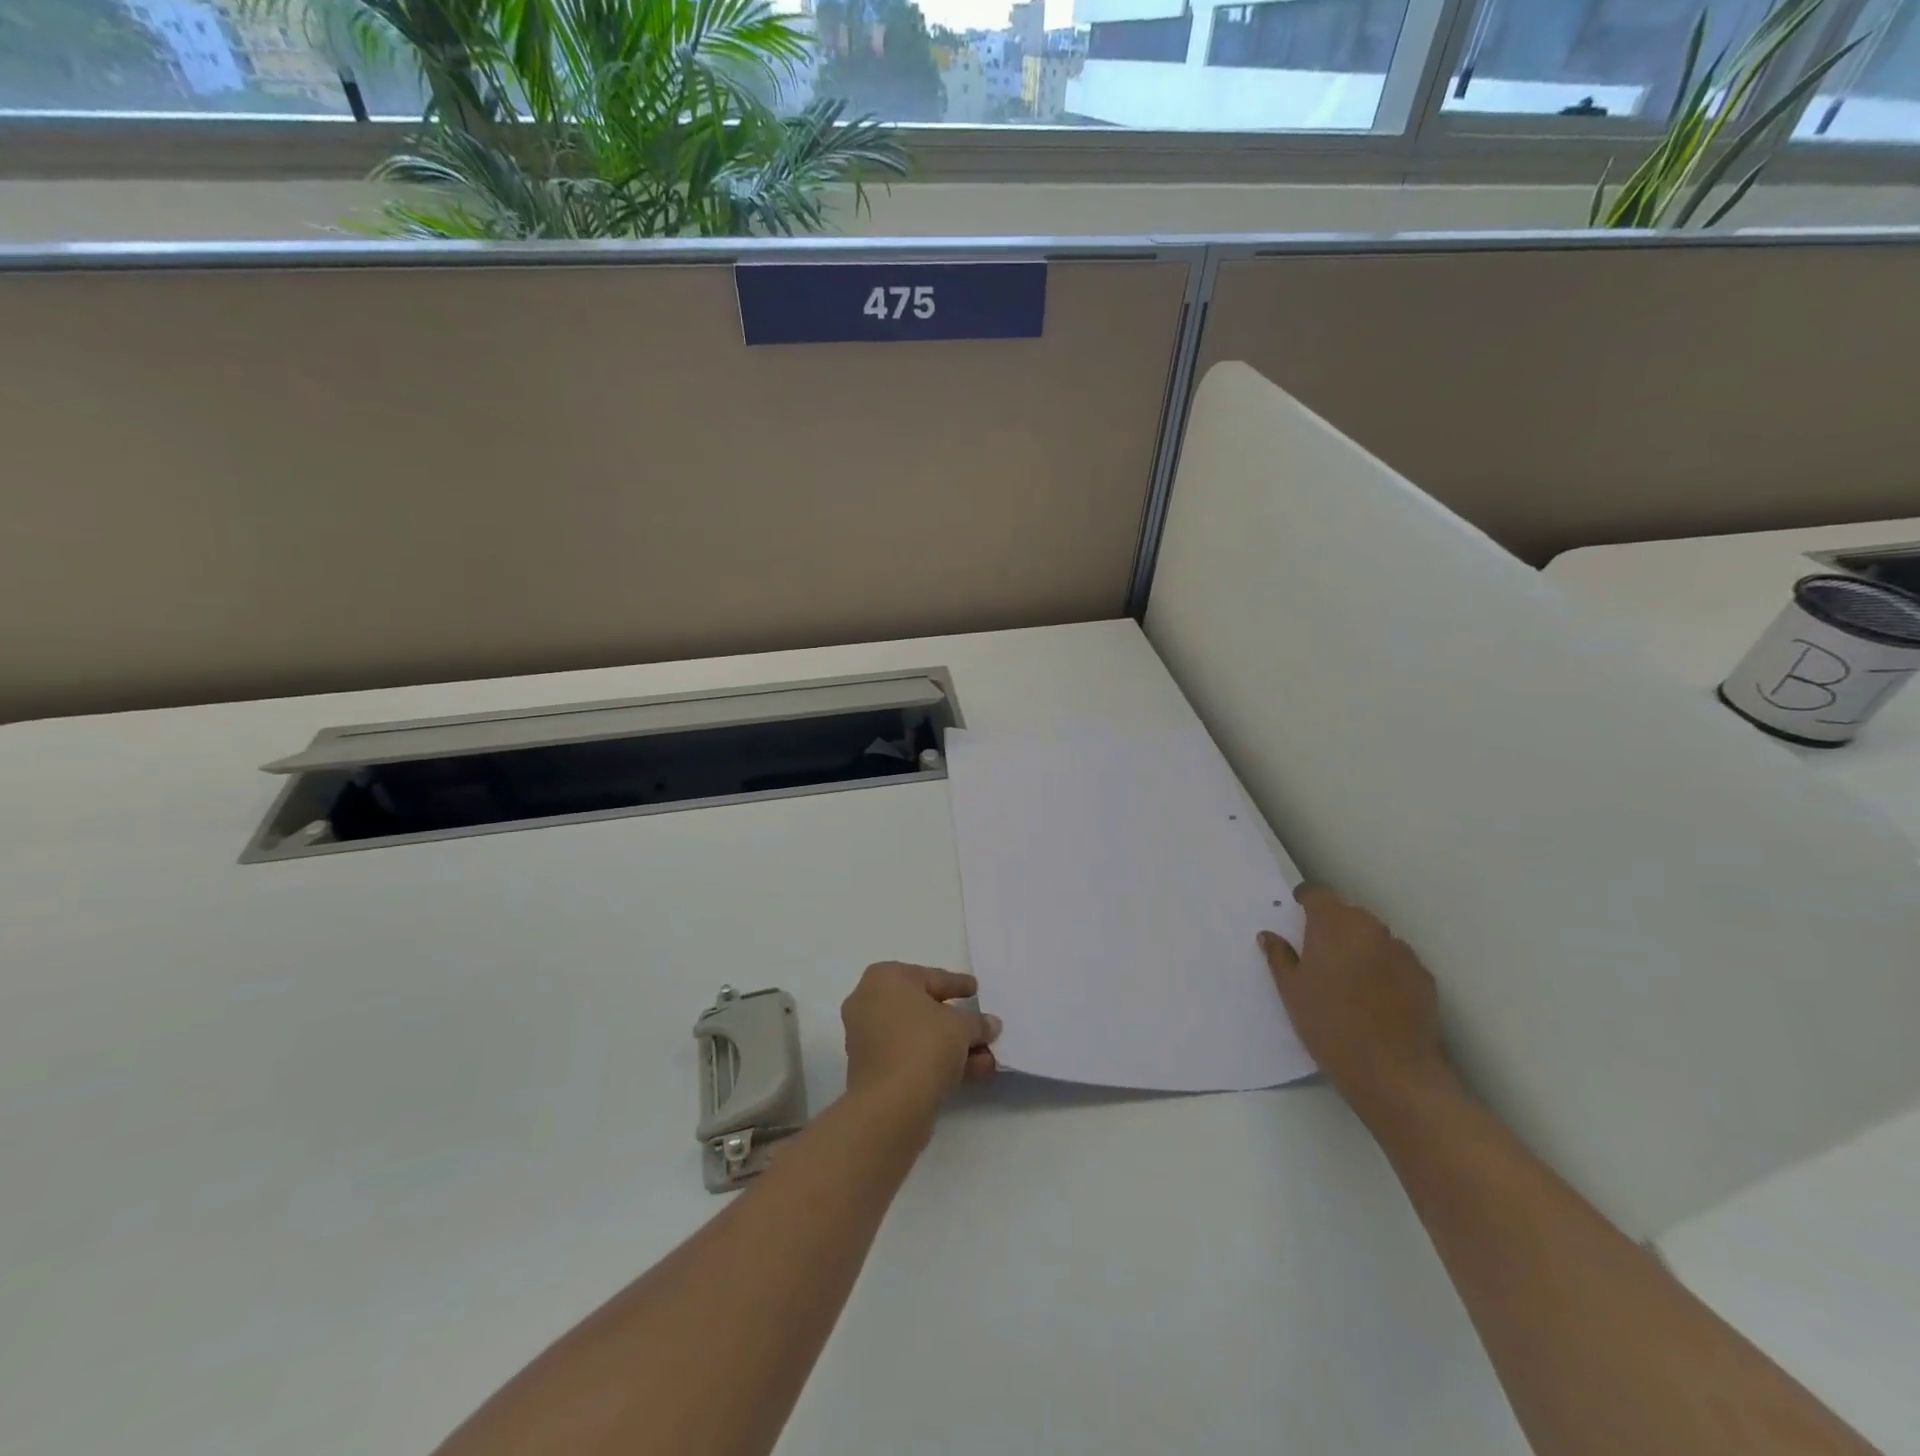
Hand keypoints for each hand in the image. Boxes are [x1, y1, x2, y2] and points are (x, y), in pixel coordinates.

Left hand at [841, 963, 999, 1125]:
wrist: (890, 1105)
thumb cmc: (924, 1045)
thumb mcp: (961, 1026)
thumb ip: (977, 1022)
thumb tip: (990, 1024)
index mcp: (885, 978)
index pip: (930, 977)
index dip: (957, 984)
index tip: (975, 989)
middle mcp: (869, 1002)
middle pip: (923, 1009)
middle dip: (958, 1024)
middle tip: (983, 1029)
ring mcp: (866, 1038)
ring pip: (918, 1037)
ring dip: (953, 1048)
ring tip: (988, 1061)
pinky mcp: (869, 1070)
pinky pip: (908, 1057)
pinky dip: (936, 1062)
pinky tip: (971, 1074)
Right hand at [1259, 885, 1453, 1120]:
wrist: (1393, 1071)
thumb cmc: (1329, 1024)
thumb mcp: (1291, 990)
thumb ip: (1279, 956)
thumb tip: (1269, 936)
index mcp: (1334, 925)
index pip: (1318, 895)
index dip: (1306, 899)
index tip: (1297, 910)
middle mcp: (1371, 928)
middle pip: (1348, 913)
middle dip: (1332, 924)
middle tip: (1317, 950)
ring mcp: (1402, 952)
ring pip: (1374, 936)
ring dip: (1359, 945)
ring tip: (1347, 976)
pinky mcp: (1423, 976)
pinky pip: (1396, 960)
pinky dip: (1383, 967)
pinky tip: (1374, 995)